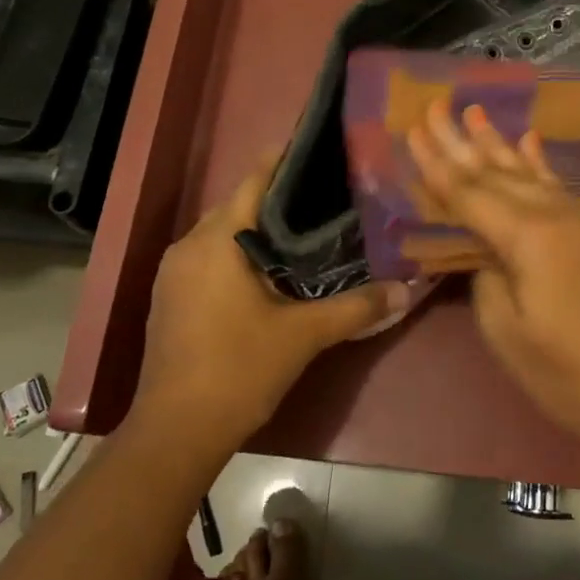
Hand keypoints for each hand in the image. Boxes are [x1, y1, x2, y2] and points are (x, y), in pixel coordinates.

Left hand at [133, 151, 409, 458]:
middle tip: (327, 196)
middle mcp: (189, 247)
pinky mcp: (171, 299)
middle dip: (277, 200)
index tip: (318, 148)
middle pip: (238, 207)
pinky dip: (240, 256)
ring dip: (258, 231)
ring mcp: (175, 274)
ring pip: (222, 236)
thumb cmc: (239, 369)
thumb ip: (358, 307)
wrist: (177, 431)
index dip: (284, 161)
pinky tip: (272, 273)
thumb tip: (407, 290)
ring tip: (307, 231)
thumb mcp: (305, 336)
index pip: (253, 182)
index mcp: (216, 241)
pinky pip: (210, 260)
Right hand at [407, 100, 579, 445]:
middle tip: (434, 105)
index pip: (470, 193)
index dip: (437, 164)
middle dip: (461, 140)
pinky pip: (560, 186)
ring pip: (530, 172)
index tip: (413, 128)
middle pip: (498, 171)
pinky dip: (540, 161)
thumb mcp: (505, 331)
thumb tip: (484, 248)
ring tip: (473, 111)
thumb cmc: (565, 373)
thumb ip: (486, 275)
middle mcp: (558, 214)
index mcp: (530, 238)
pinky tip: (528, 138)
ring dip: (498, 143)